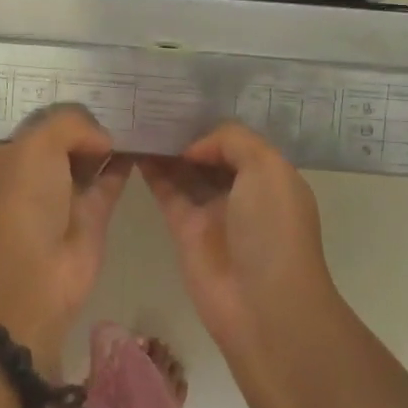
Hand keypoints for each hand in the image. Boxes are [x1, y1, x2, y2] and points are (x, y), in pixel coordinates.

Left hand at [0, 105, 131, 374]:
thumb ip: (71, 125)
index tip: (100, 91)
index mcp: (14, 153)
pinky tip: (145, 143)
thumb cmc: (24, 202)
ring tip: (141, 115)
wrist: (31, 276)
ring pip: (92, 157)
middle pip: (70, 138)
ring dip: (111, 140)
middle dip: (92, 121)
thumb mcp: (35, 146)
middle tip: (126, 98)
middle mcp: (39, 171)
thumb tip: (102, 139)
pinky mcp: (94, 215)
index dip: (69, 109)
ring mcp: (67, 193)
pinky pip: (112, 179)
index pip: (45, 120)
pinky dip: (126, 163)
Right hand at [141, 121, 337, 358]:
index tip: (183, 103)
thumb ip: (231, 141)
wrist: (263, 305)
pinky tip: (133, 147)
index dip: (212, 123)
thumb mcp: (267, 169)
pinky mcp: (184, 230)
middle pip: (208, 154)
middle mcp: (241, 191)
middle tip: (152, 105)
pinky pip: (166, 191)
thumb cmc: (273, 230)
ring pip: (184, 171)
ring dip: (165, 149)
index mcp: (269, 176)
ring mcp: (212, 211)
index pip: (236, 141)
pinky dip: (151, 171)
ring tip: (138, 120)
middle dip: (186, 133)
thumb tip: (193, 147)